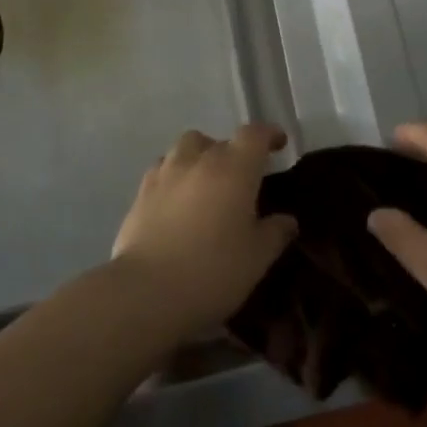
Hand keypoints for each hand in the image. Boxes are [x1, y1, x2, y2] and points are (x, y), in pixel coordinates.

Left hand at [111, 124, 297, 339]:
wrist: (146, 292)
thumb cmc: (213, 270)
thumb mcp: (257, 258)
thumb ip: (275, 233)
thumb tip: (287, 220)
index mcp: (234, 168)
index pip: (254, 135)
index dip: (269, 135)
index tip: (278, 143)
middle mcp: (199, 160)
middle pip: (218, 140)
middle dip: (233, 152)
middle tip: (241, 178)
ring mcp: (165, 174)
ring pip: (185, 148)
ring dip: (199, 157)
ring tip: (206, 184)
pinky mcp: (140, 193)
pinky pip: (162, 170)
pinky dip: (175, 176)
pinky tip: (178, 201)